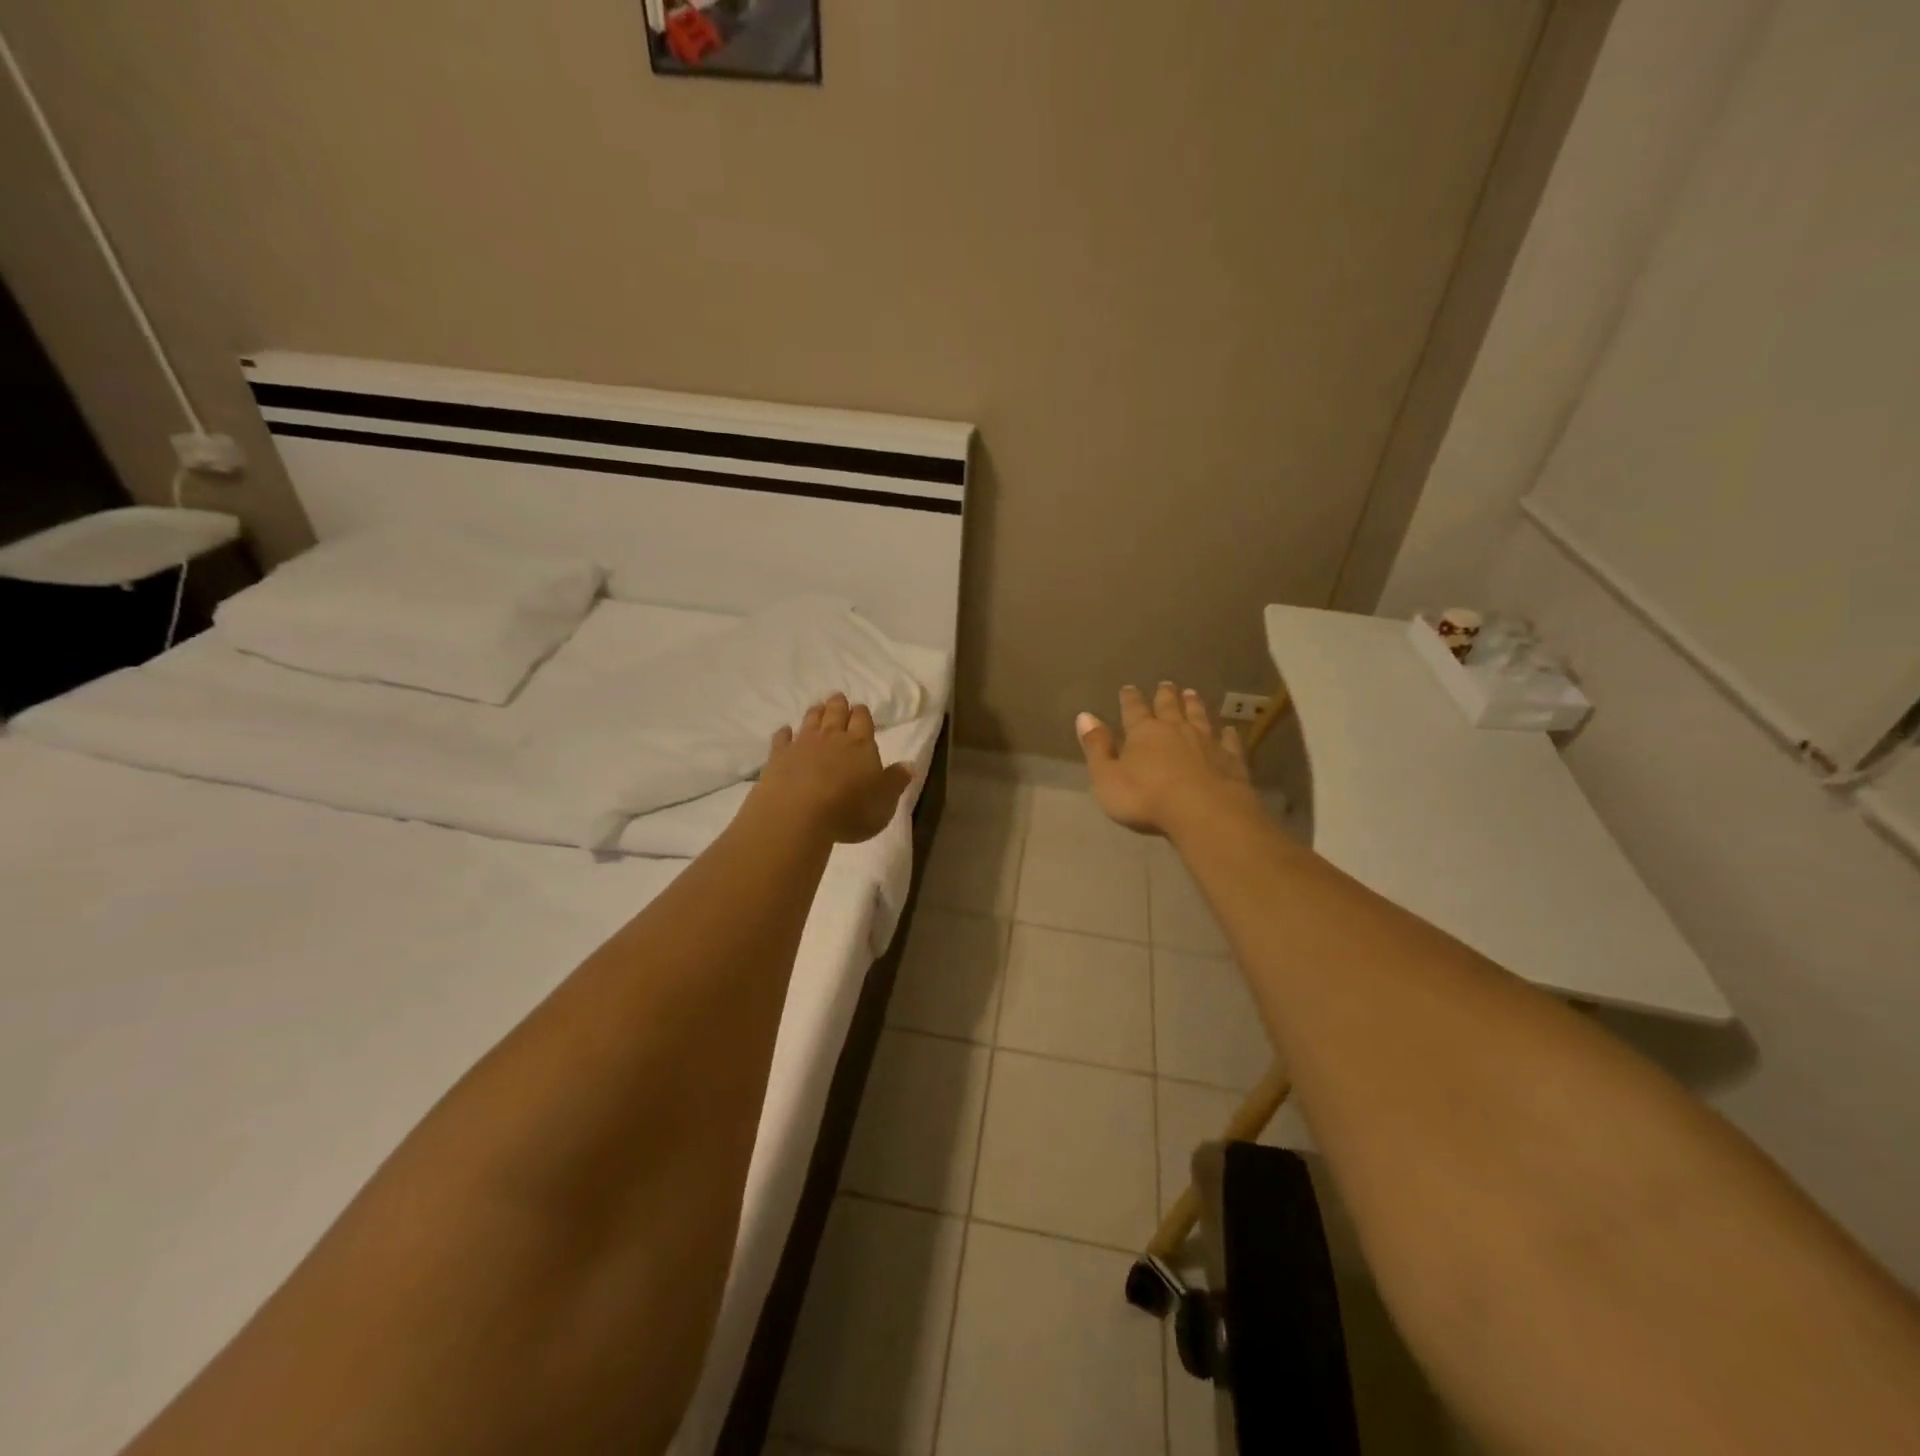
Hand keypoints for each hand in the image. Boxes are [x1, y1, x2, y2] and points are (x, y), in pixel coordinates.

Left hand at [755, 693, 914, 844]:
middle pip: (836, 713)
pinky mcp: (778, 756)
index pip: (863, 719)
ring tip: (818, 707)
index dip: (862, 713)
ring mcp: (802, 744)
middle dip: (838, 704)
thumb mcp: (884, 801)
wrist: (798, 815)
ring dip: (815, 712)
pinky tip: (785, 731)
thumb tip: (910, 765)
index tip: (860, 708)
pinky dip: (784, 733)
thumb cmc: (850, 810)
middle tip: (838, 697)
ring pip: (810, 720)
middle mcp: (832, 737)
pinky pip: (782, 738)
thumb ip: (896, 781)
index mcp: (861, 744)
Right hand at [1076, 682, 1257, 836]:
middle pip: (1169, 707)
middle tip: (1165, 684)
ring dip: (1194, 705)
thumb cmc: (1146, 798)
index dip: (1130, 699)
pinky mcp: (1231, 759)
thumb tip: (1085, 716)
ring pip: (1198, 716)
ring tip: (1191, 694)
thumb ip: (1096, 747)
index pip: (1133, 709)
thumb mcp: (1107, 777)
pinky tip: (1229, 730)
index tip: (1128, 688)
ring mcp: (1206, 741)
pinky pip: (1229, 741)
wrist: (1204, 812)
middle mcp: (1175, 729)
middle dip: (1164, 695)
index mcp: (1143, 732)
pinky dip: (1227, 734)